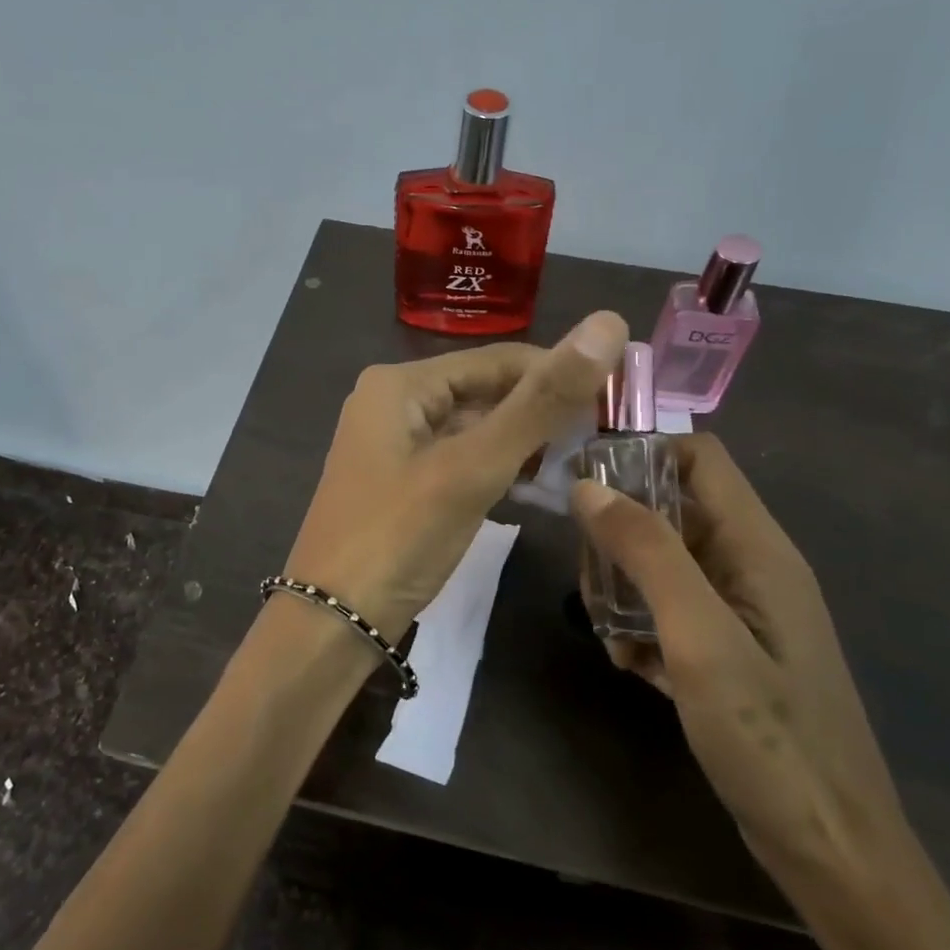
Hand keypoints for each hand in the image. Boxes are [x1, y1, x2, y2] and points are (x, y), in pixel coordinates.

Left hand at [284, 311, 628, 640]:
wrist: (331, 625)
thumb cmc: (399, 537)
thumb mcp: (474, 467)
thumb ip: (541, 401)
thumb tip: (608, 324)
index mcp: (401, 384)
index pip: (499, 359)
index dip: (559, 373)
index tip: (617, 401)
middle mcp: (393, 403)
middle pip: (485, 392)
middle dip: (541, 412)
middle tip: (604, 439)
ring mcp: (394, 446)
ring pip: (475, 428)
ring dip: (523, 443)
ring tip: (580, 462)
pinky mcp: (402, 484)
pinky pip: (460, 460)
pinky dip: (497, 468)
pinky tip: (535, 486)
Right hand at [570, 434, 910, 881]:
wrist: (831, 851)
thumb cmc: (770, 739)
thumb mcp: (700, 638)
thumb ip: (648, 553)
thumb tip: (588, 486)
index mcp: (757, 547)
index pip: (699, 458)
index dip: (642, 455)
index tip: (583, 486)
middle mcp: (750, 566)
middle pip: (672, 508)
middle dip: (620, 533)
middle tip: (590, 580)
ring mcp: (740, 611)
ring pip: (664, 562)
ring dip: (624, 585)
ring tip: (607, 631)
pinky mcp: (728, 650)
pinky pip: (671, 609)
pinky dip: (641, 624)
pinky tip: (629, 663)